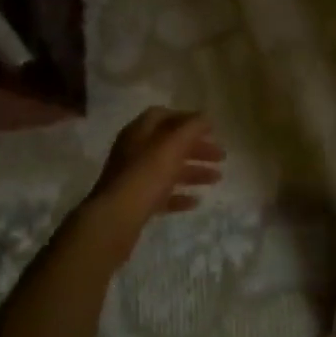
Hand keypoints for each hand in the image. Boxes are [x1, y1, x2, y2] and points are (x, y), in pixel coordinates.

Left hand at [81, 108, 224, 253]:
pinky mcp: (135, 203)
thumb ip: (191, 128)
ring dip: (193, 172)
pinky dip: (180, 195)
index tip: (210, 129)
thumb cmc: (145, 176)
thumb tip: (206, 116)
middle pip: (169, 144)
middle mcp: (134, 152)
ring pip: (168, 170)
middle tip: (221, 157)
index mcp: (139, 133)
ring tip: (217, 179)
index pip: (163, 116)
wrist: (114, 221)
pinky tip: (195, 202)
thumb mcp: (172, 146)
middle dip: (197, 148)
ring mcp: (134, 179)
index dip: (188, 119)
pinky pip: (162, 195)